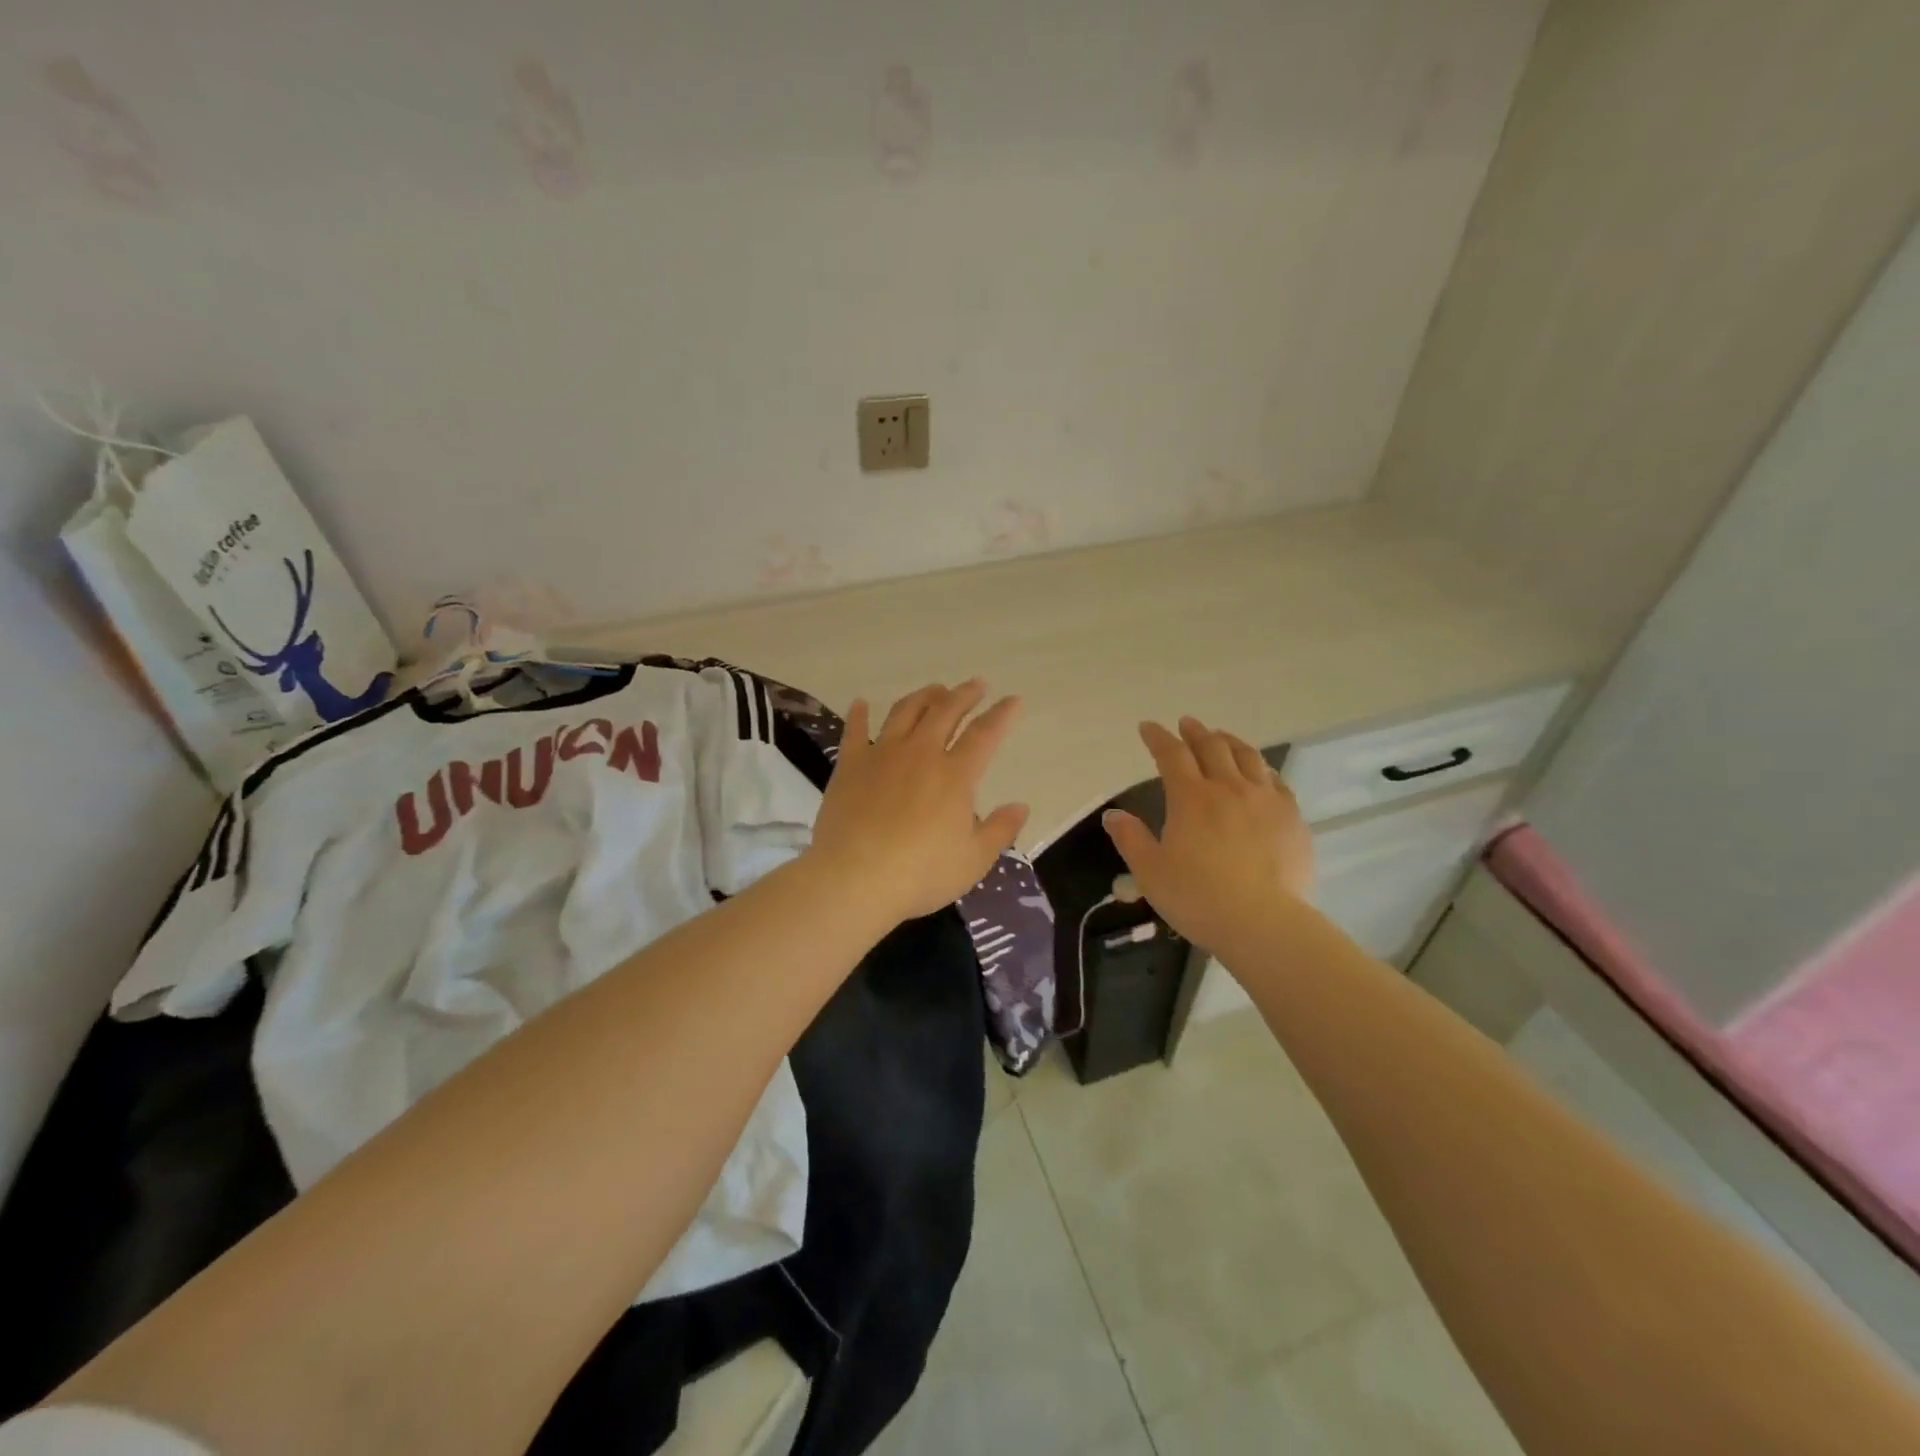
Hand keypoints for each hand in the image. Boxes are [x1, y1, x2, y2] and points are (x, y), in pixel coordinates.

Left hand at [810, 680, 1029, 922]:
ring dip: (923, 696)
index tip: (1013, 700)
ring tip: (934, 689)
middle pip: (945, 712)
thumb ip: (1000, 830)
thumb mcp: (973, 860)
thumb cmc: (921, 873)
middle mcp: (920, 754)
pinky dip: (860, 714)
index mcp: (955, 775)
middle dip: (964, 695)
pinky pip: (855, 731)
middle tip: (976, 684)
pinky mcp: (850, 765)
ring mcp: (882, 755)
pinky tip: (861, 703)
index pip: (985, 734)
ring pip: (905, 712)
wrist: (855, 879)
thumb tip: (1021, 806)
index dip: (1002, 714)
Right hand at [1102, 716, 1312, 953]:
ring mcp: (1265, 800)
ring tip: (1222, 737)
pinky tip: (1260, 772)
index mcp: (1191, 798)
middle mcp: (1229, 788)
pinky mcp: (1292, 818)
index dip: (1158, 737)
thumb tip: (1112, 815)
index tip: (1148, 727)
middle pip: (1212, 747)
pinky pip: (1276, 781)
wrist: (1263, 923)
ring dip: (1230, 742)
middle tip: (1187, 724)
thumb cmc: (1198, 898)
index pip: (1171, 755)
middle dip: (1195, 732)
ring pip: (1248, 757)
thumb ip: (1130, 839)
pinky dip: (1261, 769)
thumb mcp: (1150, 872)